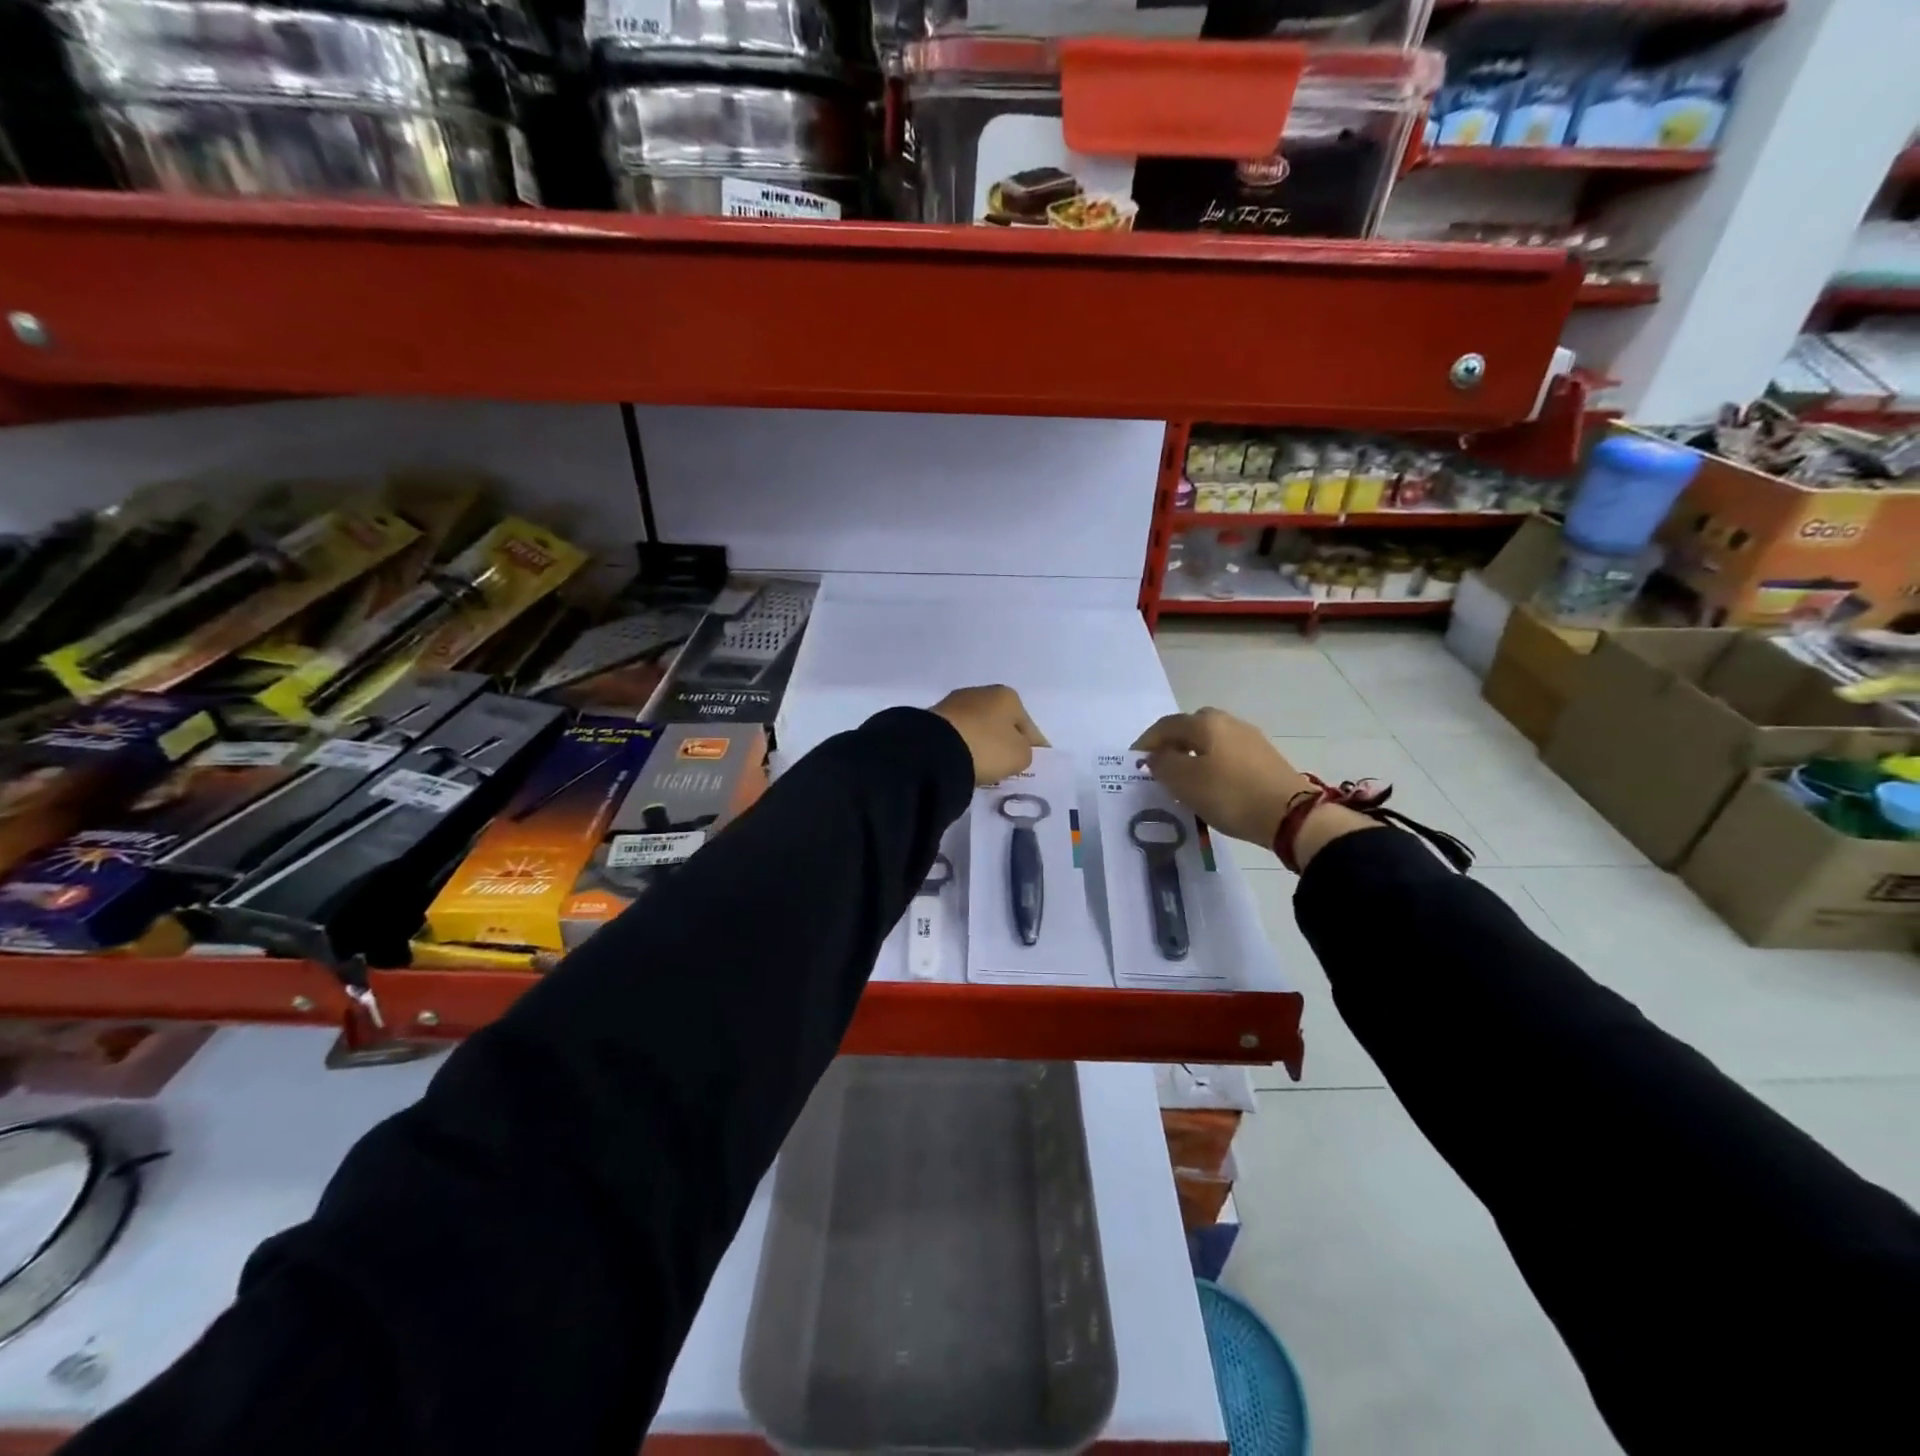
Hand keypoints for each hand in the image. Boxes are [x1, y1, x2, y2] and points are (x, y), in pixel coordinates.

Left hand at [932, 685, 1049, 784]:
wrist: (934, 750)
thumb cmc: (986, 748)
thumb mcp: (1019, 756)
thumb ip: (1025, 753)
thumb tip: (1014, 750)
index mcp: (1008, 696)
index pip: (1030, 727)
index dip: (1035, 748)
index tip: (1035, 765)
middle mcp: (982, 692)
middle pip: (1002, 724)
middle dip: (1006, 743)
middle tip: (1009, 767)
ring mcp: (955, 703)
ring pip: (979, 728)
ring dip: (983, 744)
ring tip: (985, 766)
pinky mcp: (934, 718)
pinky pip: (959, 735)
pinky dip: (964, 746)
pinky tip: (964, 761)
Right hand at [1132, 707, 1311, 846]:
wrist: (1291, 815)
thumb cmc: (1230, 794)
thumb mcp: (1185, 781)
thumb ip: (1163, 764)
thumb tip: (1154, 756)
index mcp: (1205, 722)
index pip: (1166, 725)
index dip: (1146, 741)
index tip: (1133, 760)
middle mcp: (1228, 722)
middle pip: (1190, 727)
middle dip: (1171, 743)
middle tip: (1159, 766)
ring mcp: (1250, 738)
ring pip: (1210, 741)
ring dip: (1192, 754)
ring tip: (1183, 778)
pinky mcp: (1264, 758)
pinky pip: (1227, 754)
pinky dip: (1211, 764)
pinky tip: (1210, 784)